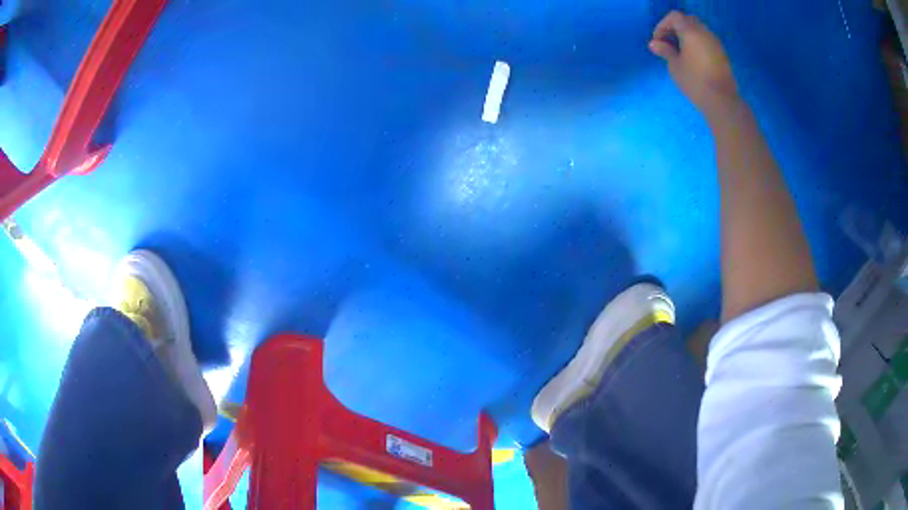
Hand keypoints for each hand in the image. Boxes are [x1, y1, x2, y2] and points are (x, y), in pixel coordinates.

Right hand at [649, 11, 738, 115]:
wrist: (722, 101)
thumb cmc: (695, 81)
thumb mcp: (675, 66)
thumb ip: (665, 51)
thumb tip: (654, 44)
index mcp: (691, 31)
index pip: (674, 17)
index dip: (663, 25)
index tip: (658, 41)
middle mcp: (704, 32)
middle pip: (687, 20)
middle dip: (676, 28)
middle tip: (669, 43)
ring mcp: (716, 43)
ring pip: (699, 30)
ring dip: (687, 36)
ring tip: (680, 52)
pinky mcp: (722, 55)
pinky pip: (706, 41)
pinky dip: (697, 43)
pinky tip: (693, 58)